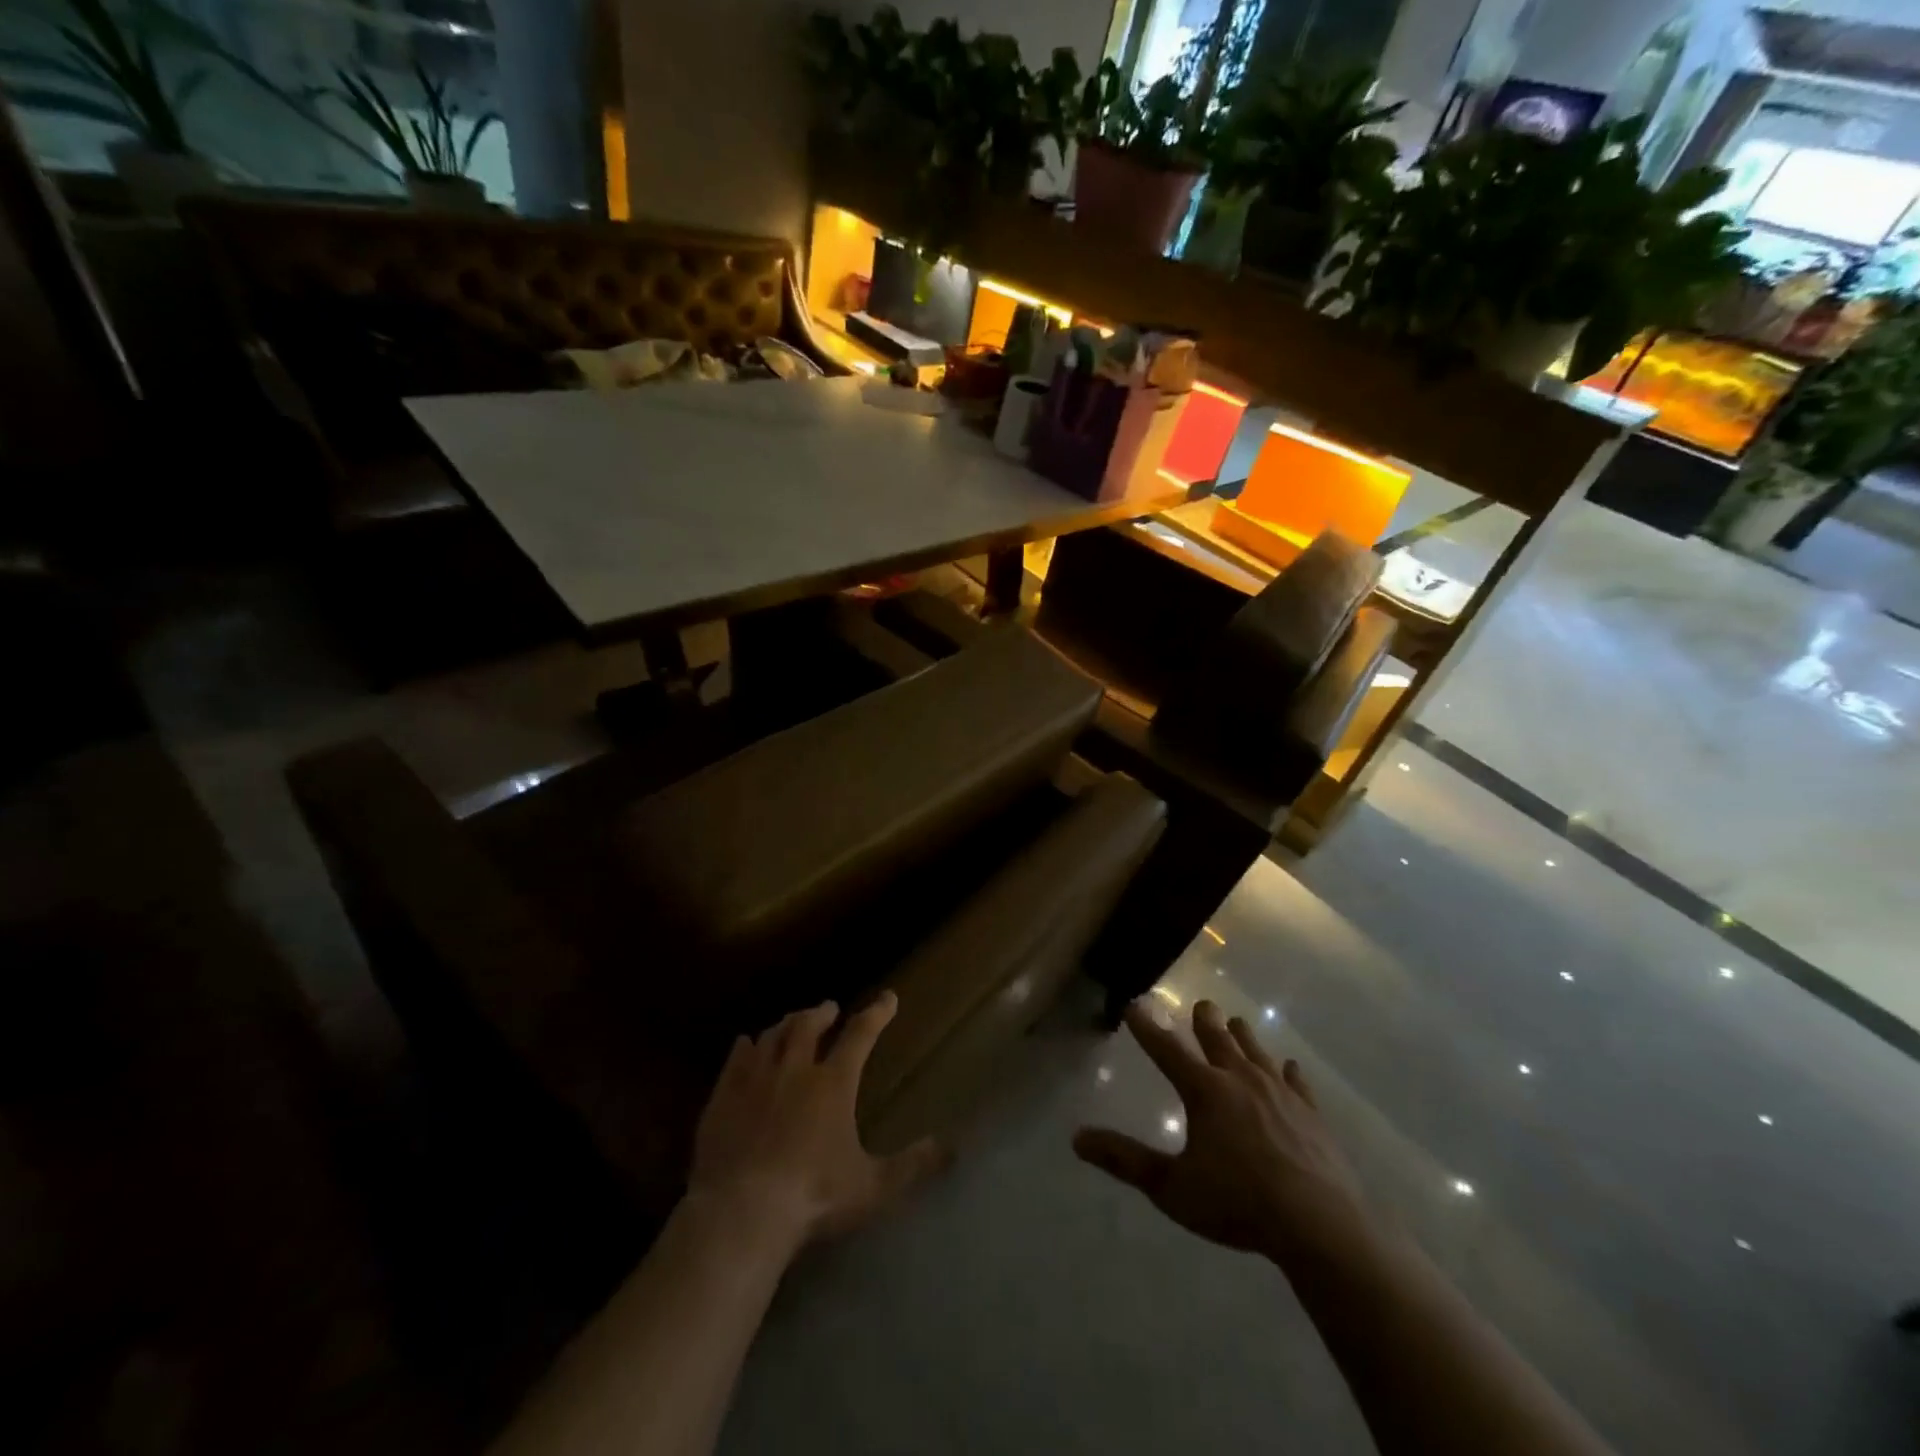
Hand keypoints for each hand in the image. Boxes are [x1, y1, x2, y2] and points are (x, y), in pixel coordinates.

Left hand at [688, 992, 947, 1250]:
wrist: (741, 1213)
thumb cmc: (814, 1197)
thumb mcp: (873, 1187)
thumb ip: (913, 1165)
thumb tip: (952, 1146)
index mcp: (833, 1084)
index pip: (860, 1035)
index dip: (877, 1013)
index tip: (888, 997)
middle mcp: (795, 1070)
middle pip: (809, 1026)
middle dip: (821, 1012)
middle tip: (829, 1008)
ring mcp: (755, 1080)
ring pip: (772, 1037)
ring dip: (786, 1024)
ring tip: (792, 1022)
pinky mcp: (723, 1097)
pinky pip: (735, 1060)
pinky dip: (744, 1047)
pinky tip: (745, 1044)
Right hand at [1074, 1000, 1375, 1272]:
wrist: (1319, 1225)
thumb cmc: (1238, 1204)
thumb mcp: (1172, 1187)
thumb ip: (1125, 1160)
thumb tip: (1077, 1138)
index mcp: (1204, 1090)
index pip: (1166, 1048)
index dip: (1146, 1026)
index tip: (1133, 1005)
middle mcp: (1240, 1079)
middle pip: (1218, 1037)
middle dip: (1204, 1019)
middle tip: (1200, 1006)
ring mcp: (1280, 1093)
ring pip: (1256, 1050)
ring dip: (1242, 1036)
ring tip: (1236, 1024)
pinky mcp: (1311, 1113)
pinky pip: (1297, 1082)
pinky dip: (1289, 1072)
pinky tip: (1290, 1068)